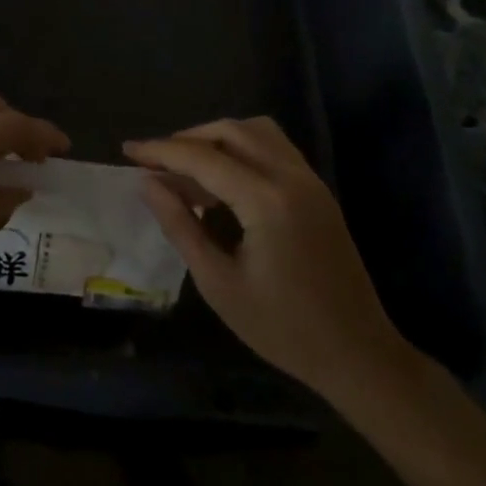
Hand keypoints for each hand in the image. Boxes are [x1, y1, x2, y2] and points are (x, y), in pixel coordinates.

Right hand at [126, 118, 414, 398]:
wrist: (358, 355)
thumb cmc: (283, 329)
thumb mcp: (219, 284)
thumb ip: (180, 227)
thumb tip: (148, 183)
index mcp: (267, 201)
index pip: (203, 158)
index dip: (161, 151)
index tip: (127, 151)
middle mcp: (291, 177)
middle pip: (230, 131)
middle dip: (187, 139)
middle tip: (155, 161)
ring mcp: (309, 180)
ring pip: (255, 131)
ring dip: (216, 138)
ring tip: (187, 168)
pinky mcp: (317, 190)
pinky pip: (274, 147)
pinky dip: (242, 148)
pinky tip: (222, 179)